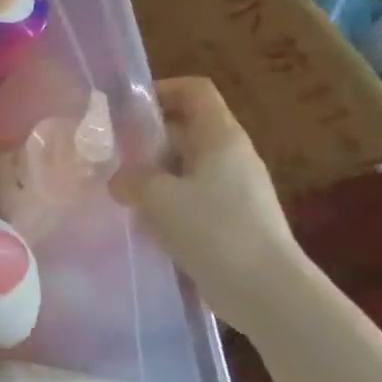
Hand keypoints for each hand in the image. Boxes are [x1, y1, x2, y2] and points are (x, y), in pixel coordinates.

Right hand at [111, 77, 303, 333]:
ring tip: (123, 191)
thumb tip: (119, 179)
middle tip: (113, 154)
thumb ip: (130, 178)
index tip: (126, 110)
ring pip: (187, 165)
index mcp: (220, 137)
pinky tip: (146, 224)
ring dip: (154, 173)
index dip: (161, 89)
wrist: (267, 292)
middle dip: (148, 137)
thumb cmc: (213, 229)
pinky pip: (194, 196)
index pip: (194, 90)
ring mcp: (236, 189)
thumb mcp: (158, 196)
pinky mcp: (234, 220)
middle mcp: (232, 155)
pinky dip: (168, 202)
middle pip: (186, 128)